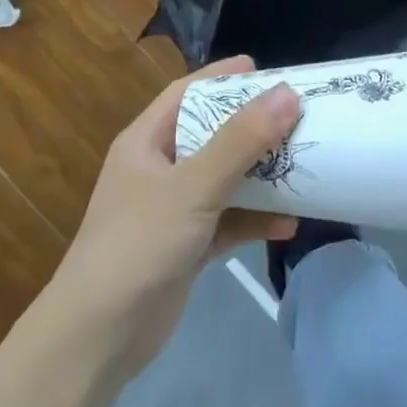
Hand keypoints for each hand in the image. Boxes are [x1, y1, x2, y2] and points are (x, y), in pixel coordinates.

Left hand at [49, 57, 299, 376]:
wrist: (100, 337)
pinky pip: (228, 222)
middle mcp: (158, 169)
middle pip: (212, 135)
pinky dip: (255, 220)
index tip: (266, 70)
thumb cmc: (139, 243)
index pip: (187, 94)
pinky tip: (288, 224)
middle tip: (298, 117)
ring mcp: (172, 210)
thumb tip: (287, 94)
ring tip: (305, 165)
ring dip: (261, 176)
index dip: (223, 77)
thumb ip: (240, 142)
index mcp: (146, 142)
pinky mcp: (186, 247)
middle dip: (253, 128)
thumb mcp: (193, 186)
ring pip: (225, 180)